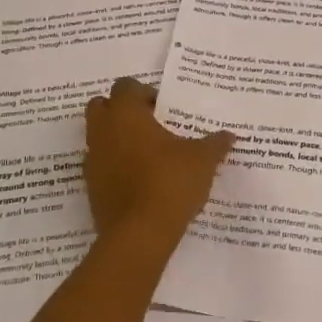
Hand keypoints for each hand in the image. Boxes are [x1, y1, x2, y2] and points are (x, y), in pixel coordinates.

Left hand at [83, 78, 235, 251]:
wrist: (139, 234)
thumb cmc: (170, 182)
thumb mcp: (203, 160)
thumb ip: (215, 143)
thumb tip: (229, 135)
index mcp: (126, 114)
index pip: (125, 86)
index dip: (144, 92)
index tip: (164, 108)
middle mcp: (103, 132)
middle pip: (102, 106)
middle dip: (122, 111)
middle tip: (151, 125)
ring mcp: (93, 161)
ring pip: (99, 137)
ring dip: (118, 139)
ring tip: (148, 154)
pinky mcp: (92, 188)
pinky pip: (101, 165)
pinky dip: (115, 166)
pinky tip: (141, 180)